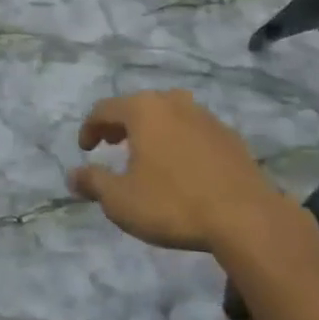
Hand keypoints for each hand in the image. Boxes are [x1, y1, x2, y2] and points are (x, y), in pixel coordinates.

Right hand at [70, 90, 276, 251]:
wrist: (245, 217)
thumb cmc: (173, 204)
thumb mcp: (121, 201)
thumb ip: (93, 183)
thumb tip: (72, 174)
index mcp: (143, 109)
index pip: (104, 109)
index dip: (89, 128)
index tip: (85, 150)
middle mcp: (172, 102)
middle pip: (137, 106)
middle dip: (120, 125)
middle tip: (111, 145)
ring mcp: (204, 115)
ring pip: (167, 114)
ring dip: (151, 130)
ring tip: (145, 154)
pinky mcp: (228, 135)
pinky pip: (192, 129)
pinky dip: (178, 140)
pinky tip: (181, 165)